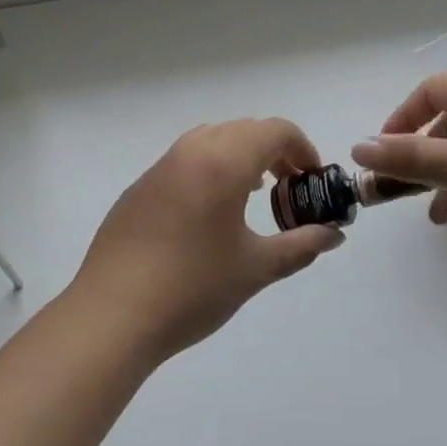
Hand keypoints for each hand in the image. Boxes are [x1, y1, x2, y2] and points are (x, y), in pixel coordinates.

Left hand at [72, 118, 345, 359]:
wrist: (112, 316)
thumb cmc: (193, 288)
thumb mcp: (256, 268)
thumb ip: (301, 245)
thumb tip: (334, 236)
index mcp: (223, 162)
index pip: (275, 131)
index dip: (303, 149)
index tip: (313, 180)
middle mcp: (190, 152)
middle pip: (243, 130)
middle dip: (274, 151)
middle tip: (289, 188)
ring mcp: (159, 168)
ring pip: (211, 140)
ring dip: (240, 156)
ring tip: (252, 194)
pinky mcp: (139, 189)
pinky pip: (184, 161)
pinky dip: (209, 169)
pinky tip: (209, 213)